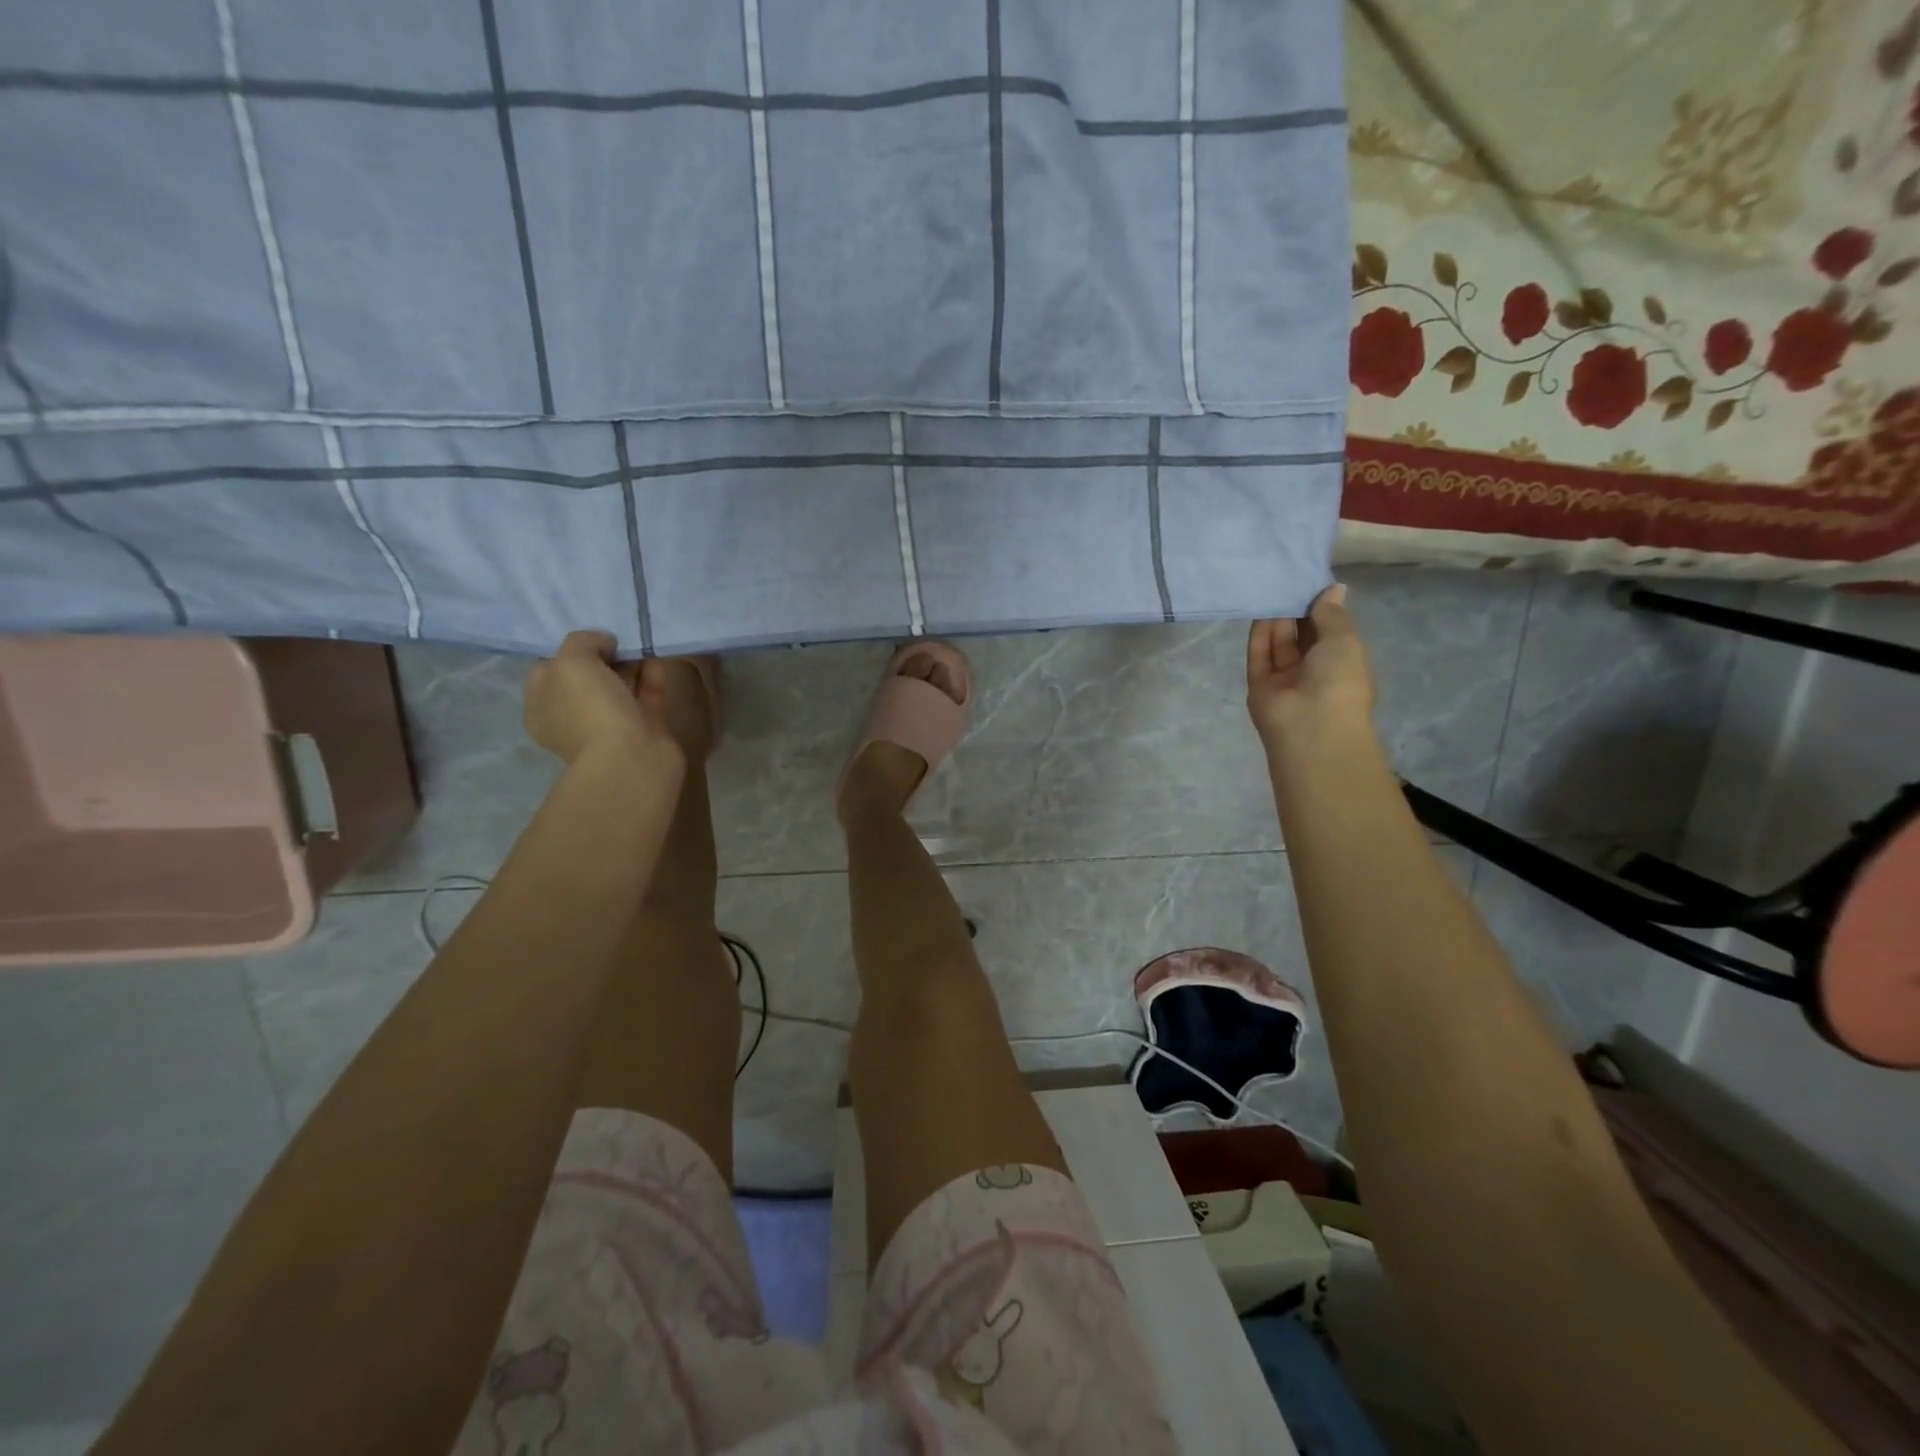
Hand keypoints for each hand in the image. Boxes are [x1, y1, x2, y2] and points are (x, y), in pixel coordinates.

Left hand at [524, 630, 681, 771]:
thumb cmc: (590, 710)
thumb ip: (582, 642)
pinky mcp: (643, 729)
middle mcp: (573, 718)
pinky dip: (650, 678)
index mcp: (542, 707)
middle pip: (587, 679)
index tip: (591, 639)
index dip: (567, 650)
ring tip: (642, 644)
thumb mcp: (571, 662)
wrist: (631, 758)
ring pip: (619, 688)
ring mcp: (609, 726)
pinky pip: (645, 696)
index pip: (549, 670)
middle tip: (620, 641)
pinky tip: (657, 660)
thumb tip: (604, 642)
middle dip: (604, 657)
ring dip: (630, 666)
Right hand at [1246, 584, 1377, 756]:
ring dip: (1277, 619)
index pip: (1329, 631)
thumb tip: (1333, 588)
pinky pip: (1259, 656)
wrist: (1311, 728)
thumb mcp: (1345, 641)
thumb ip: (1332, 614)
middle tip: (1288, 579)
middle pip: (1302, 636)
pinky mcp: (1259, 686)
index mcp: (1342, 664)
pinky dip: (1259, 635)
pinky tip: (1260, 610)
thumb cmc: (1340, 682)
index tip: (1313, 582)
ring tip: (1273, 588)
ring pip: (1279, 645)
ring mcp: (1285, 680)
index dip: (1322, 608)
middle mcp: (1313, 671)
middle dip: (1297, 611)